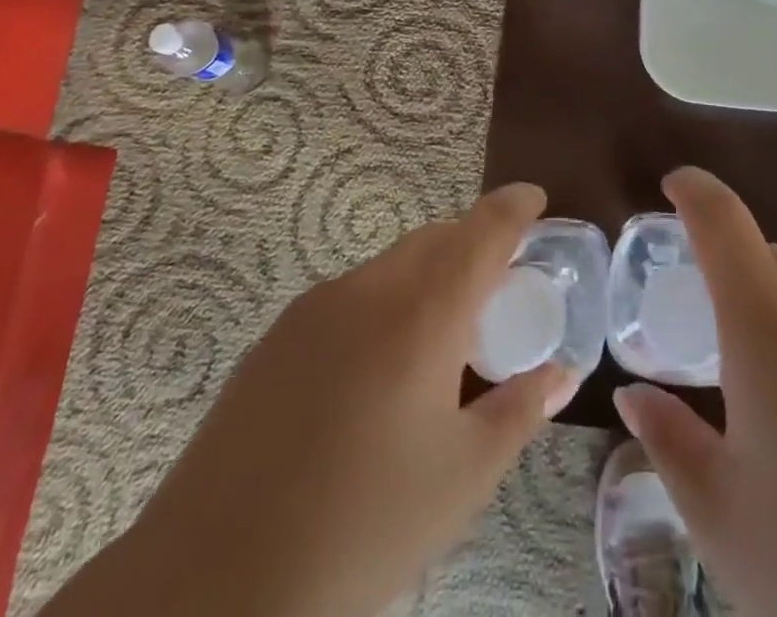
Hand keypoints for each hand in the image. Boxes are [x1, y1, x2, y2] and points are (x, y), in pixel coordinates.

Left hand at [43, 183, 572, 616]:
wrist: (214, 579)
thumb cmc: (362, 526)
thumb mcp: (462, 478)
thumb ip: (519, 411)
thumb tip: (562, 372)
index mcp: (423, 312)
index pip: (482, 231)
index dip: (515, 206)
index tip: (536, 198)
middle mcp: (370, 287)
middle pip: (436, 239)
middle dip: (474, 245)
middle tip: (500, 289)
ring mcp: (317, 306)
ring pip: (393, 264)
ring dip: (429, 276)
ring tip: (443, 340)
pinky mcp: (279, 334)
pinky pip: (353, 293)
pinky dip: (387, 303)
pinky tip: (380, 370)